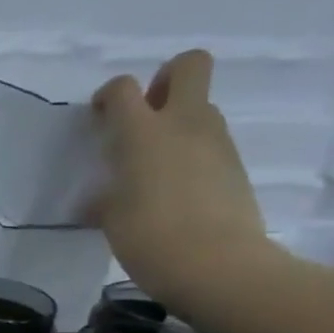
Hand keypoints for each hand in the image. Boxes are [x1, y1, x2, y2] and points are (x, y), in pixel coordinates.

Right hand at [93, 49, 277, 314]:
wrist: (217, 266)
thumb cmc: (148, 237)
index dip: (108, 96)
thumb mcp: (110, 216)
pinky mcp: (234, 165)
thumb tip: (101, 200)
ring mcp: (216, 142)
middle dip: (165, 79)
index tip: (99, 119)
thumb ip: (105, 195)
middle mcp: (184, 124)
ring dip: (177, 122)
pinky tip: (174, 190)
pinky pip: (209, 143)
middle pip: (188, 66)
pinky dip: (190, 153)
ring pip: (199, 107)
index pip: (123, 88)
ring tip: (153, 164)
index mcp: (142, 133)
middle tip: (145, 113)